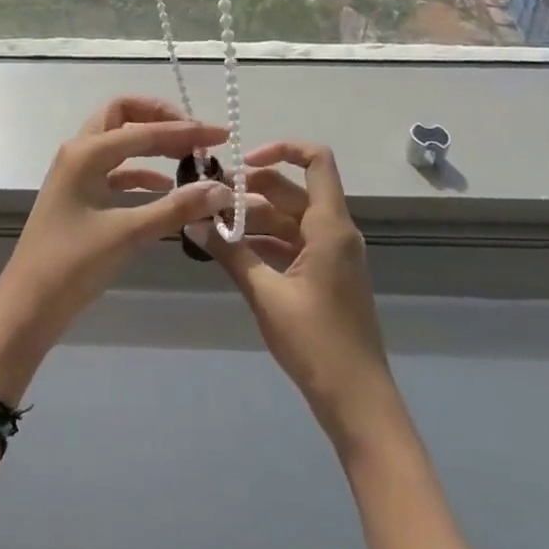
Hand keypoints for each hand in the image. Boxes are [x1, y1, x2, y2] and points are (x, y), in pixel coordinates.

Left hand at [0, 97, 273, 401]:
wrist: (29, 303)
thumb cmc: (73, 263)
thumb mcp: (129, 233)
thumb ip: (176, 207)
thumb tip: (222, 189)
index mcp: (86, 152)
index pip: (144, 129)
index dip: (186, 130)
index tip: (223, 135)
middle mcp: (79, 152)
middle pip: (123, 115)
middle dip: (160, 118)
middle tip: (195, 134)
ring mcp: (76, 173)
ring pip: (118, 141)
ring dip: (151, 143)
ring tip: (189, 158)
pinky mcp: (79, 195)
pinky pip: (115, 170)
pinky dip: (141, 172)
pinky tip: (165, 186)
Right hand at [208, 142, 392, 448]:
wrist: (356, 399)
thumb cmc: (315, 341)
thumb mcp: (265, 294)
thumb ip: (230, 253)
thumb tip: (192, 222)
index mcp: (329, 227)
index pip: (316, 161)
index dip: (281, 149)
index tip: (241, 164)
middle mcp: (335, 232)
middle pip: (292, 190)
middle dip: (251, 189)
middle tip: (208, 198)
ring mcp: (332, 255)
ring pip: (290, 218)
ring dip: (254, 218)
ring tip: (211, 225)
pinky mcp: (326, 276)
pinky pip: (293, 243)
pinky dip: (265, 241)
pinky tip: (231, 250)